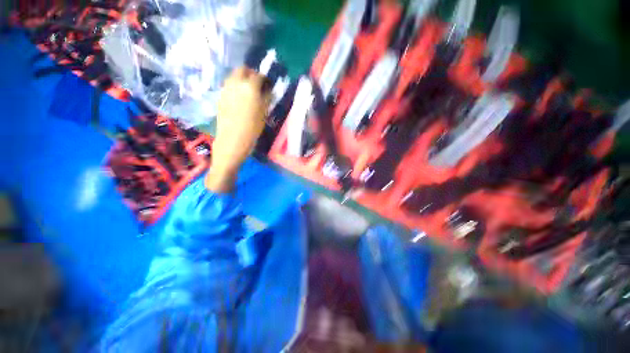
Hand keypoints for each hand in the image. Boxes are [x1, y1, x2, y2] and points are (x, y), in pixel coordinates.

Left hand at [205, 67, 270, 191]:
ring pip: (233, 76)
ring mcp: (225, 89)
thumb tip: (268, 90)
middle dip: (250, 73)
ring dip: (241, 78)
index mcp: (250, 87)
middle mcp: (236, 83)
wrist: (232, 140)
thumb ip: (266, 99)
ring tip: (248, 90)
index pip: (258, 75)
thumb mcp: (264, 114)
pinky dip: (235, 86)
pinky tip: (239, 98)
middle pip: (242, 69)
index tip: (268, 84)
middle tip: (257, 83)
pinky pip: (228, 85)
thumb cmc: (252, 129)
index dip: (264, 79)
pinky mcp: (220, 96)